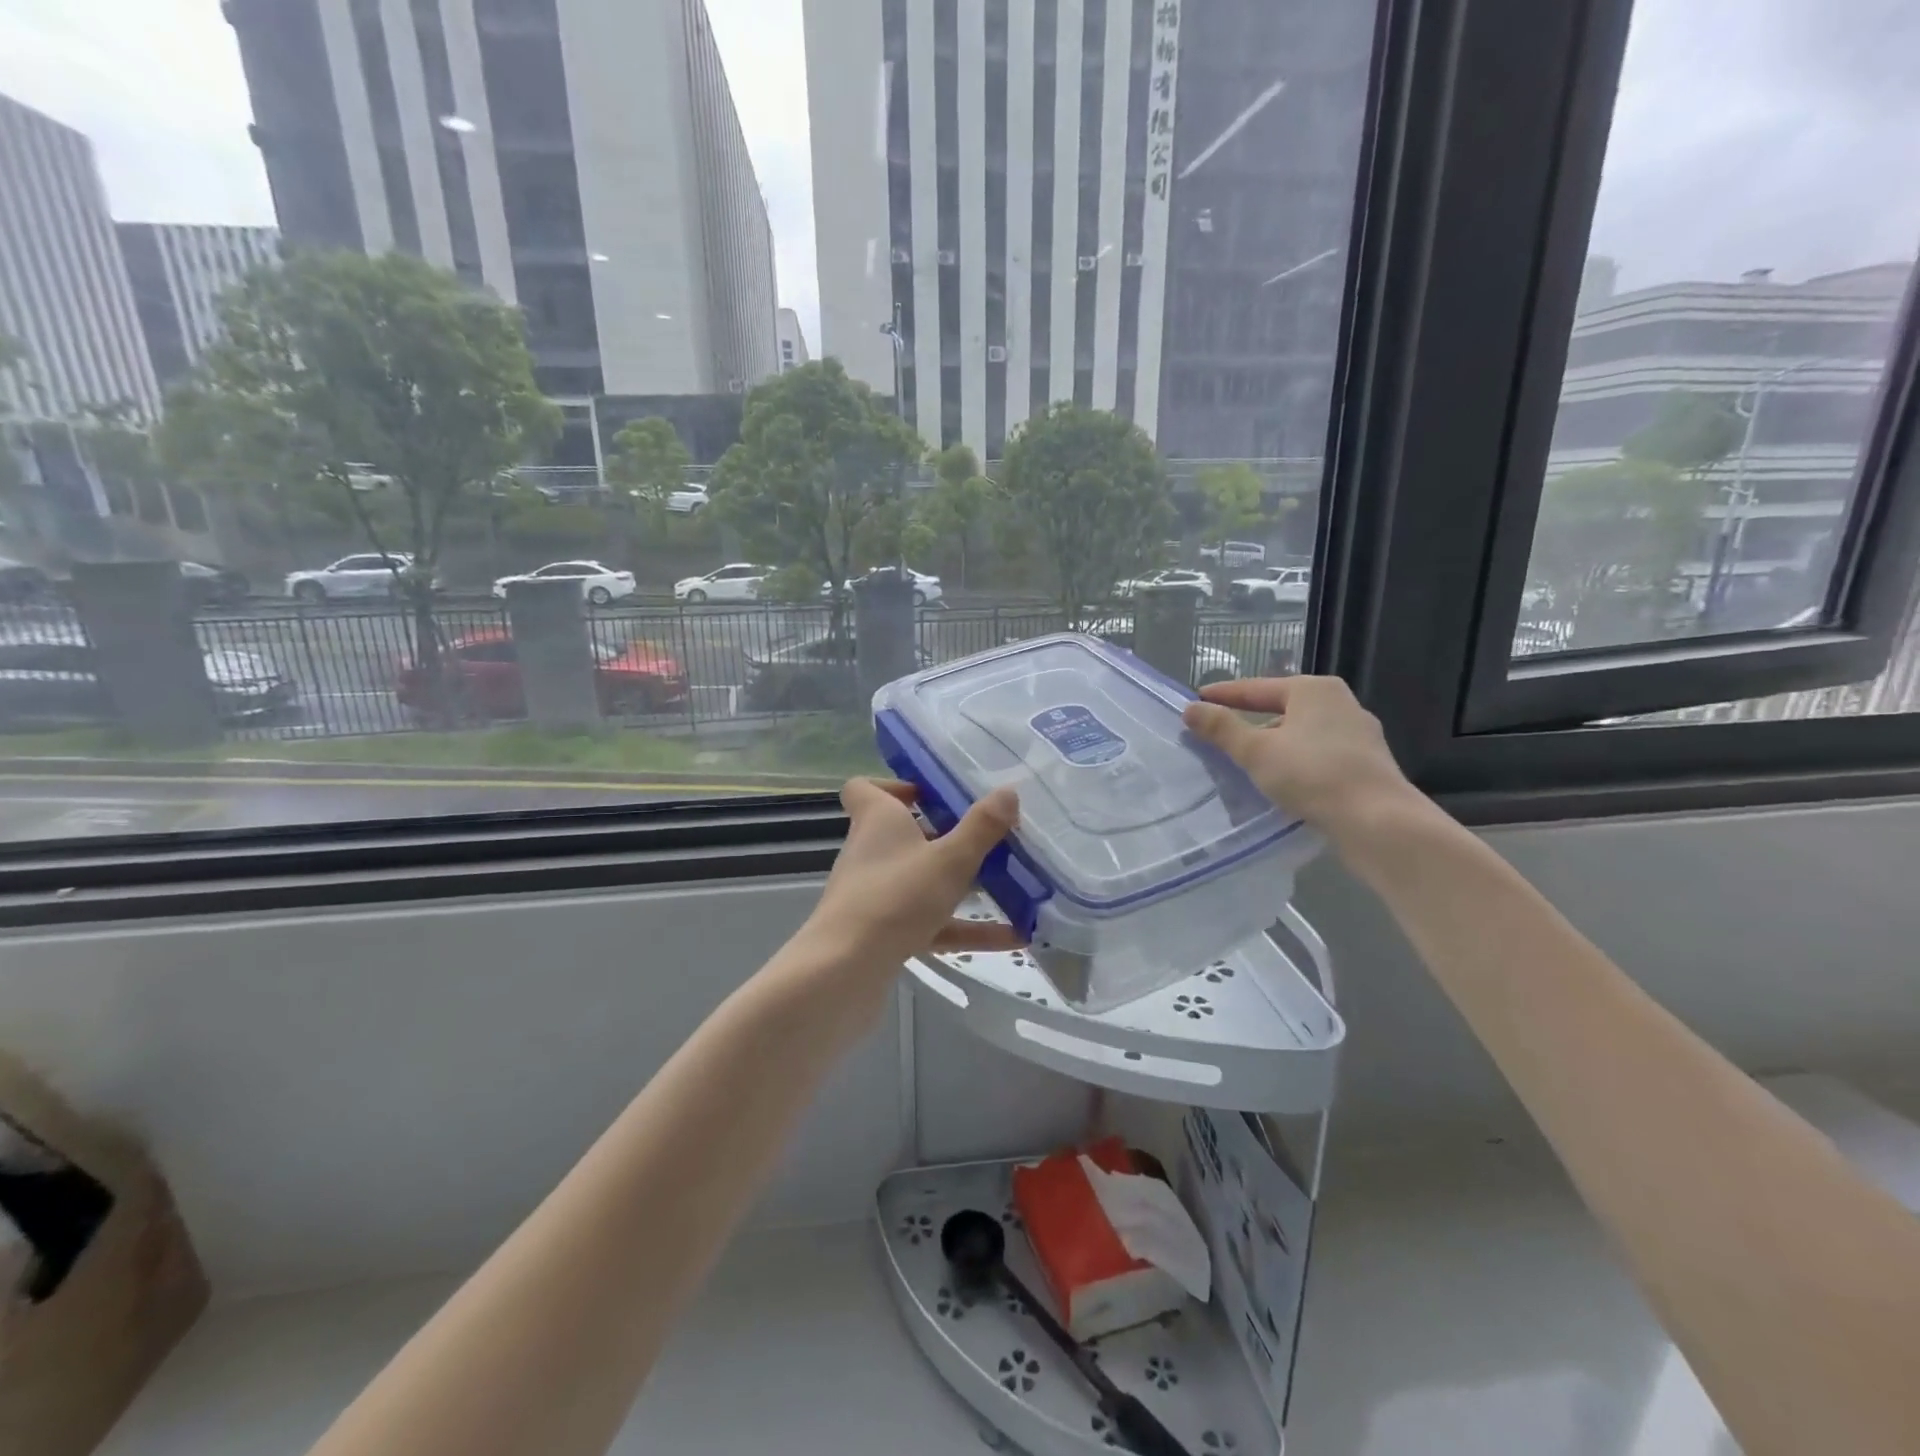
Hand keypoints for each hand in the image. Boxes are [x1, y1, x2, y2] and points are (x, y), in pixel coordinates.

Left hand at [798, 778, 1021, 980]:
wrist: (845, 973)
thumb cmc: (895, 898)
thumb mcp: (949, 859)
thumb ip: (981, 827)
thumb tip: (1008, 791)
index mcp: (877, 821)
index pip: (865, 789)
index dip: (896, 787)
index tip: (934, 795)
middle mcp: (871, 852)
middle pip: (905, 835)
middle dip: (947, 837)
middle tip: (989, 838)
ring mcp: (876, 895)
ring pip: (922, 882)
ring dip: (962, 885)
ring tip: (1012, 886)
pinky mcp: (883, 934)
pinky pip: (931, 923)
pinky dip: (966, 928)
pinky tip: (1012, 938)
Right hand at [1182, 676, 1421, 839]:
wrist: (1378, 821)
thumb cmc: (1312, 775)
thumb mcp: (1256, 751)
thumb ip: (1221, 728)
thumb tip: (1190, 709)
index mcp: (1313, 689)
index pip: (1256, 688)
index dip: (1224, 694)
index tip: (1197, 700)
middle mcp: (1340, 703)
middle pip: (1281, 708)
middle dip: (1250, 721)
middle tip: (1219, 733)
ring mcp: (1358, 734)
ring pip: (1301, 733)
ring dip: (1273, 744)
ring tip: (1246, 762)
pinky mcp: (1366, 763)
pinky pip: (1318, 754)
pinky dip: (1294, 761)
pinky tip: (1281, 780)